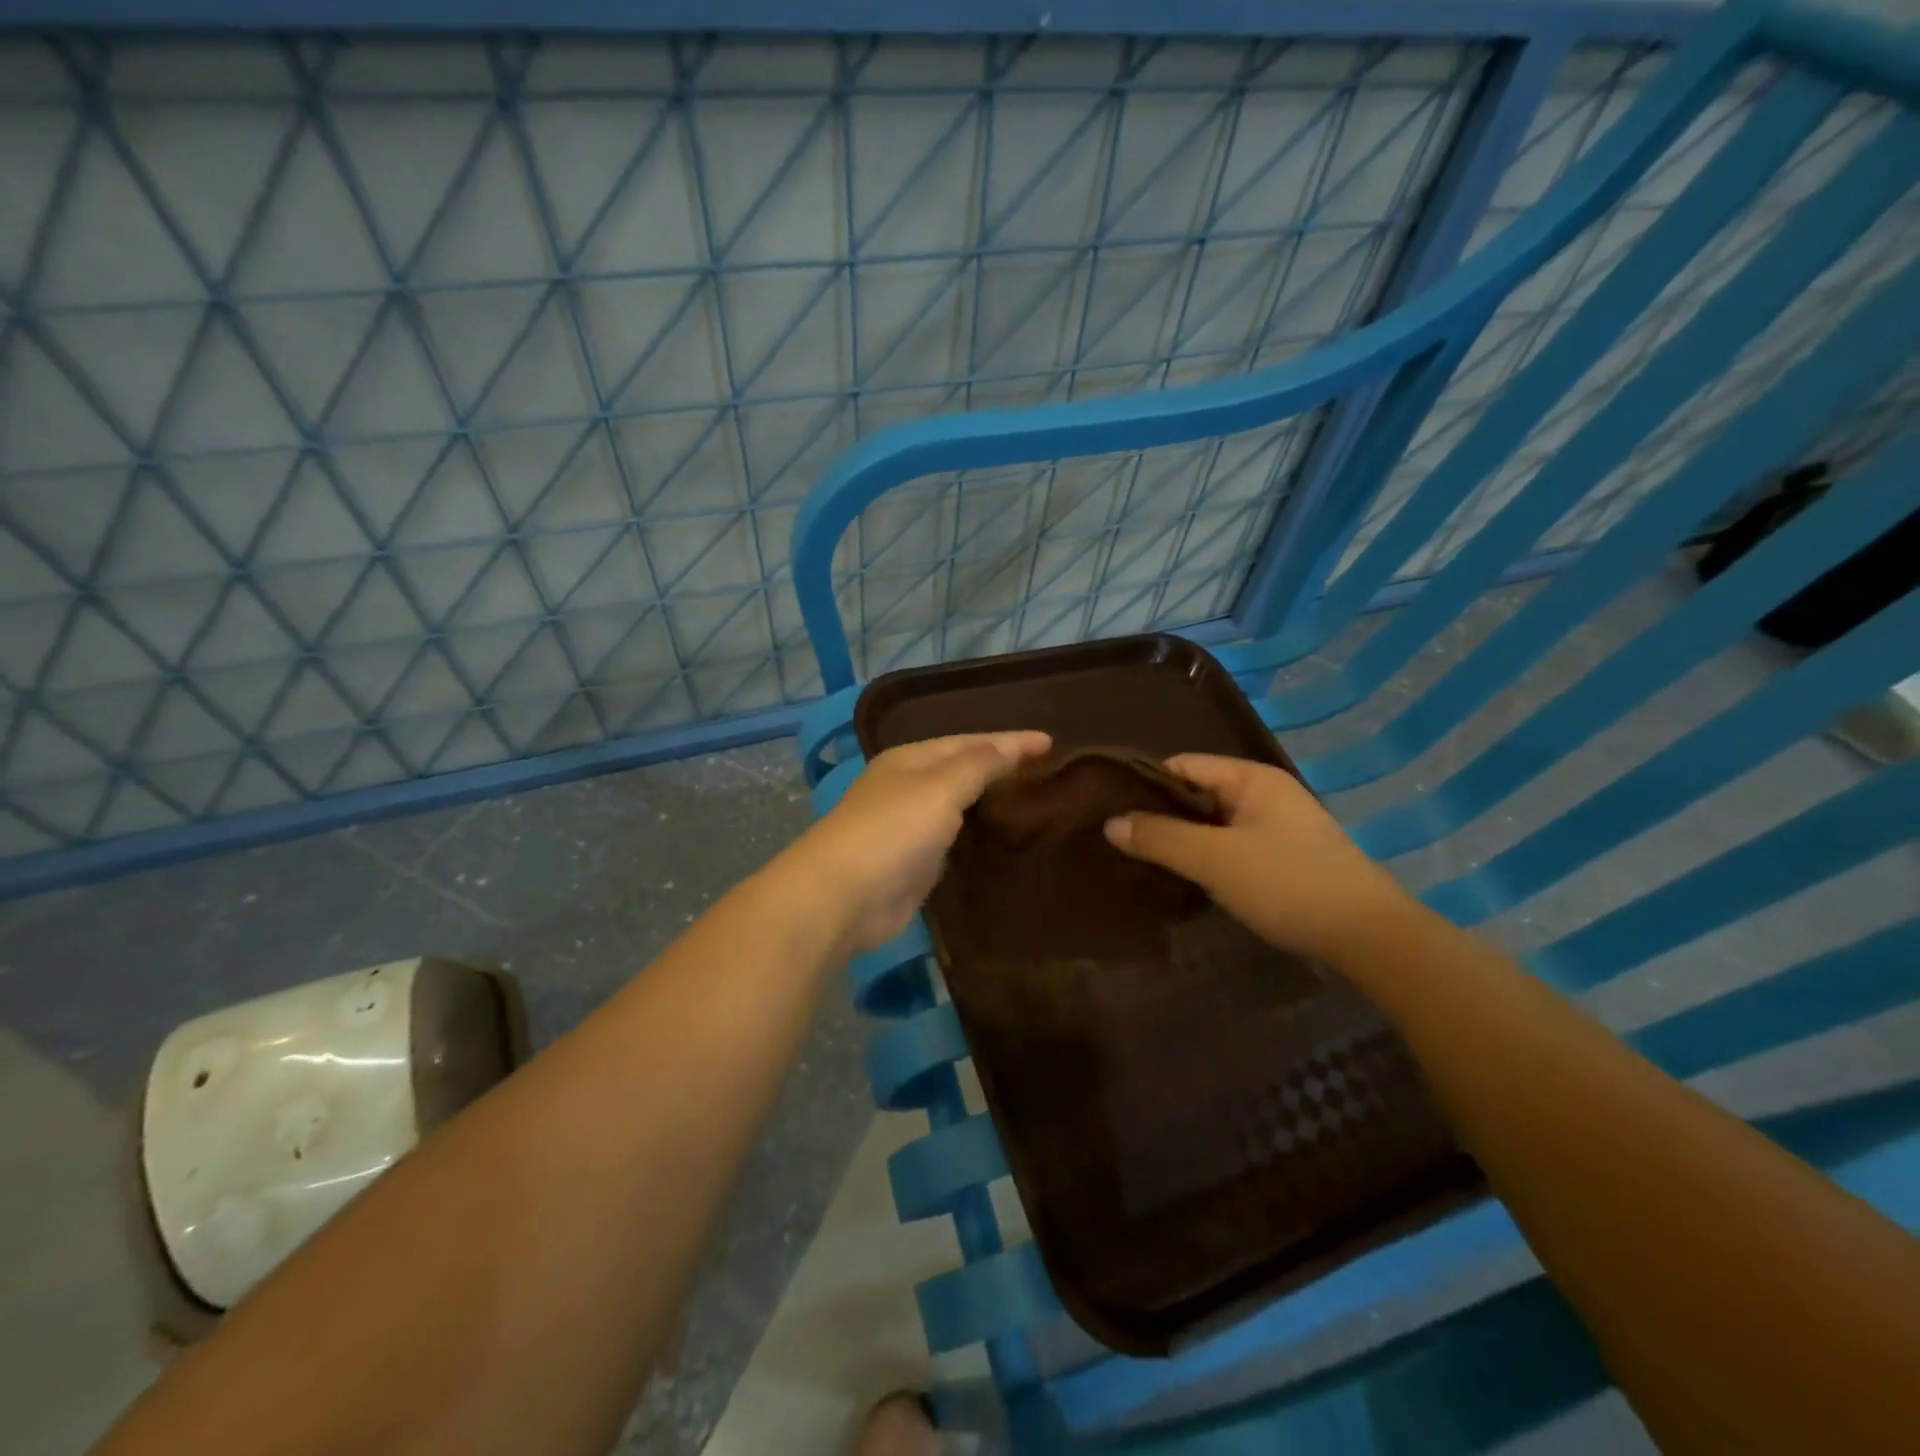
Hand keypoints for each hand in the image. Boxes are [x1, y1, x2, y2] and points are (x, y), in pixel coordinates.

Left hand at [797, 731, 1050, 953]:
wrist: (844, 896)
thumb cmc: (893, 830)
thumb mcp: (940, 787)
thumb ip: (979, 765)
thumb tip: (1010, 745)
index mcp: (911, 759)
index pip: (970, 742)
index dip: (1011, 741)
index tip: (1052, 743)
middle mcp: (909, 787)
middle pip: (964, 771)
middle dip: (1002, 769)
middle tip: (1049, 772)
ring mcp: (910, 827)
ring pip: (960, 807)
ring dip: (991, 803)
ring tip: (1034, 801)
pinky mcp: (915, 864)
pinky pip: (956, 841)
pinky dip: (978, 836)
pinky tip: (1003, 838)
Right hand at [1103, 754, 1408, 964]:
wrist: (1369, 937)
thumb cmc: (1287, 883)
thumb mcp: (1214, 859)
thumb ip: (1160, 838)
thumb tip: (1110, 823)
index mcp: (1252, 778)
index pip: (1183, 765)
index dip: (1145, 783)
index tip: (1109, 808)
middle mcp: (1265, 794)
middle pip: (1198, 794)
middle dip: (1160, 815)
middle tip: (1119, 839)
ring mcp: (1278, 828)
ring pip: (1214, 825)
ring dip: (1182, 840)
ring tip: (1142, 860)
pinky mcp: (1285, 860)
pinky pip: (1232, 847)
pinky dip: (1206, 859)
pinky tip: (1183, 879)